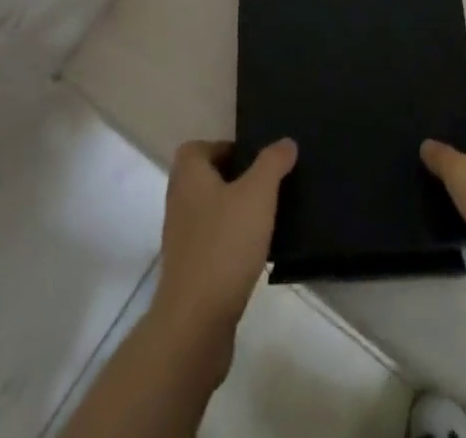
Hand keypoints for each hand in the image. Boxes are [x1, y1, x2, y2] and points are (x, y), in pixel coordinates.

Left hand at [152, 138, 297, 338]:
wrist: (195, 324)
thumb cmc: (224, 245)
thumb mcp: (257, 194)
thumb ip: (272, 163)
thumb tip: (285, 142)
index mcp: (189, 177)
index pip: (198, 148)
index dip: (224, 147)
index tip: (254, 159)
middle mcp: (179, 203)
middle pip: (206, 179)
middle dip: (235, 179)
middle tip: (267, 185)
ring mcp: (182, 241)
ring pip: (211, 213)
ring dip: (235, 212)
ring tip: (267, 217)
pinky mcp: (190, 273)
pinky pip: (213, 244)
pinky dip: (232, 243)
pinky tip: (256, 253)